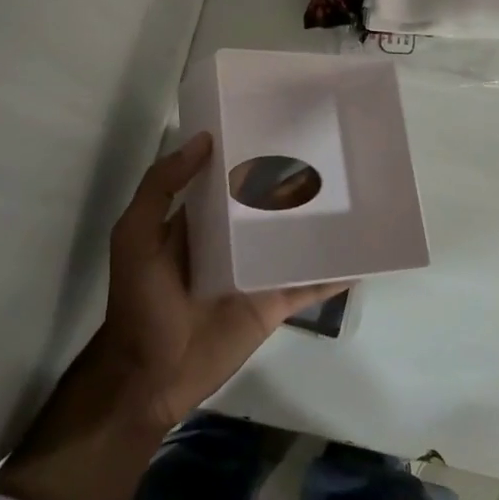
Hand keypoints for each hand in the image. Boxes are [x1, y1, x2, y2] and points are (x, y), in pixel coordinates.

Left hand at [103, 133, 346, 428]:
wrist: (150, 379)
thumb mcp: (135, 236)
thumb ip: (161, 187)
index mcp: (199, 220)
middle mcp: (231, 240)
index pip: (228, 177)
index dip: (248, 151)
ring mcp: (256, 272)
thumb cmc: (141, 302)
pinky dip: (334, 272)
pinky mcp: (273, 303)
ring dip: (319, 220)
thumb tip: (203, 140)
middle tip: (333, 147)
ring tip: (357, 190)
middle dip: (293, 180)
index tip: (281, 120)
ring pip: (293, 238)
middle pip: (267, 204)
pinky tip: (363, 254)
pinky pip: (309, 284)